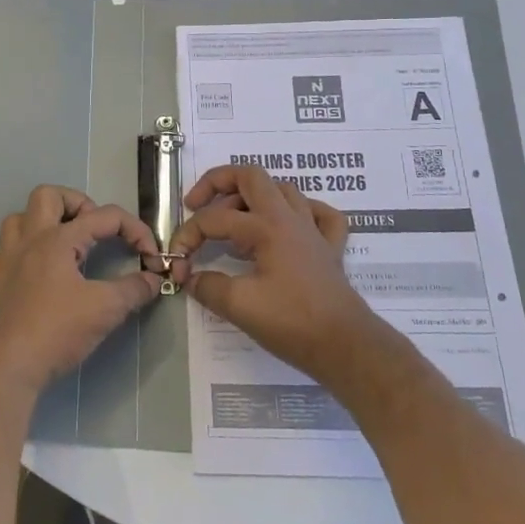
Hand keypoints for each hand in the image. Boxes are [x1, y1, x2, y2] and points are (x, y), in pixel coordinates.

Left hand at [0, 185, 163, 395]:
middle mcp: (30, 239)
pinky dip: (16, 256)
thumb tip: (153, 279)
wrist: (15, 363)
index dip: (134, 230)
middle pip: (48, 195)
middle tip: (95, 230)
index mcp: (59, 239)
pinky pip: (0, 255)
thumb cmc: (61, 330)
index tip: (150, 255)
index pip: (104, 216)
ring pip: (18, 219)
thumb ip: (134, 289)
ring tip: (64, 242)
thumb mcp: (107, 308)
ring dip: (42, 223)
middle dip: (76, 204)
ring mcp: (8, 259)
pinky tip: (31, 270)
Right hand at [170, 164, 378, 385]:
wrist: (347, 347)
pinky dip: (302, 211)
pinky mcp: (329, 248)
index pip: (214, 219)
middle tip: (196, 205)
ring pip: (282, 189)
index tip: (177, 264)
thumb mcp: (239, 306)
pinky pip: (319, 213)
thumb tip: (190, 277)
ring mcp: (313, 230)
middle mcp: (290, 218)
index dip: (188, 236)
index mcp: (266, 226)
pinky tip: (288, 224)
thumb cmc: (293, 323)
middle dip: (217, 183)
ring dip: (253, 196)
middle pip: (250, 176)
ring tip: (234, 220)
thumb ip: (207, 286)